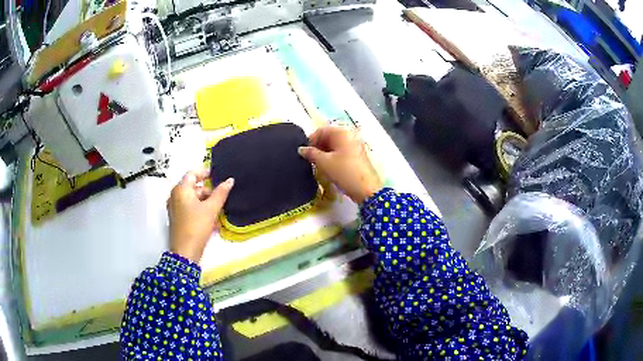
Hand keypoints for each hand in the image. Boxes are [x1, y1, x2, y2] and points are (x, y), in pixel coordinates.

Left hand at [167, 169, 233, 262]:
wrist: (185, 252)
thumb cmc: (197, 226)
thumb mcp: (211, 209)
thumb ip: (221, 193)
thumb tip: (230, 180)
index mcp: (181, 189)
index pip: (193, 173)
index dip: (205, 172)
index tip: (217, 176)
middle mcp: (175, 195)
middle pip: (193, 187)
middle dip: (208, 192)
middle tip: (221, 199)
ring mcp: (174, 207)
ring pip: (192, 199)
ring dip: (206, 203)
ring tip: (218, 213)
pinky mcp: (177, 218)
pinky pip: (189, 208)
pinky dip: (200, 210)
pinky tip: (211, 221)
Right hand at [298, 125, 381, 203]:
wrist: (366, 189)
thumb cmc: (344, 172)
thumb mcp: (324, 163)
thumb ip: (311, 153)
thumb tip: (301, 149)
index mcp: (342, 132)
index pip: (321, 130)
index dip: (311, 140)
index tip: (304, 153)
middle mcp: (350, 135)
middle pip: (329, 136)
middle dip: (318, 146)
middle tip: (310, 159)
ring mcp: (355, 145)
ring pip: (335, 145)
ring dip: (325, 152)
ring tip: (318, 165)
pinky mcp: (358, 155)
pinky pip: (342, 151)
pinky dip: (333, 156)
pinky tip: (329, 167)